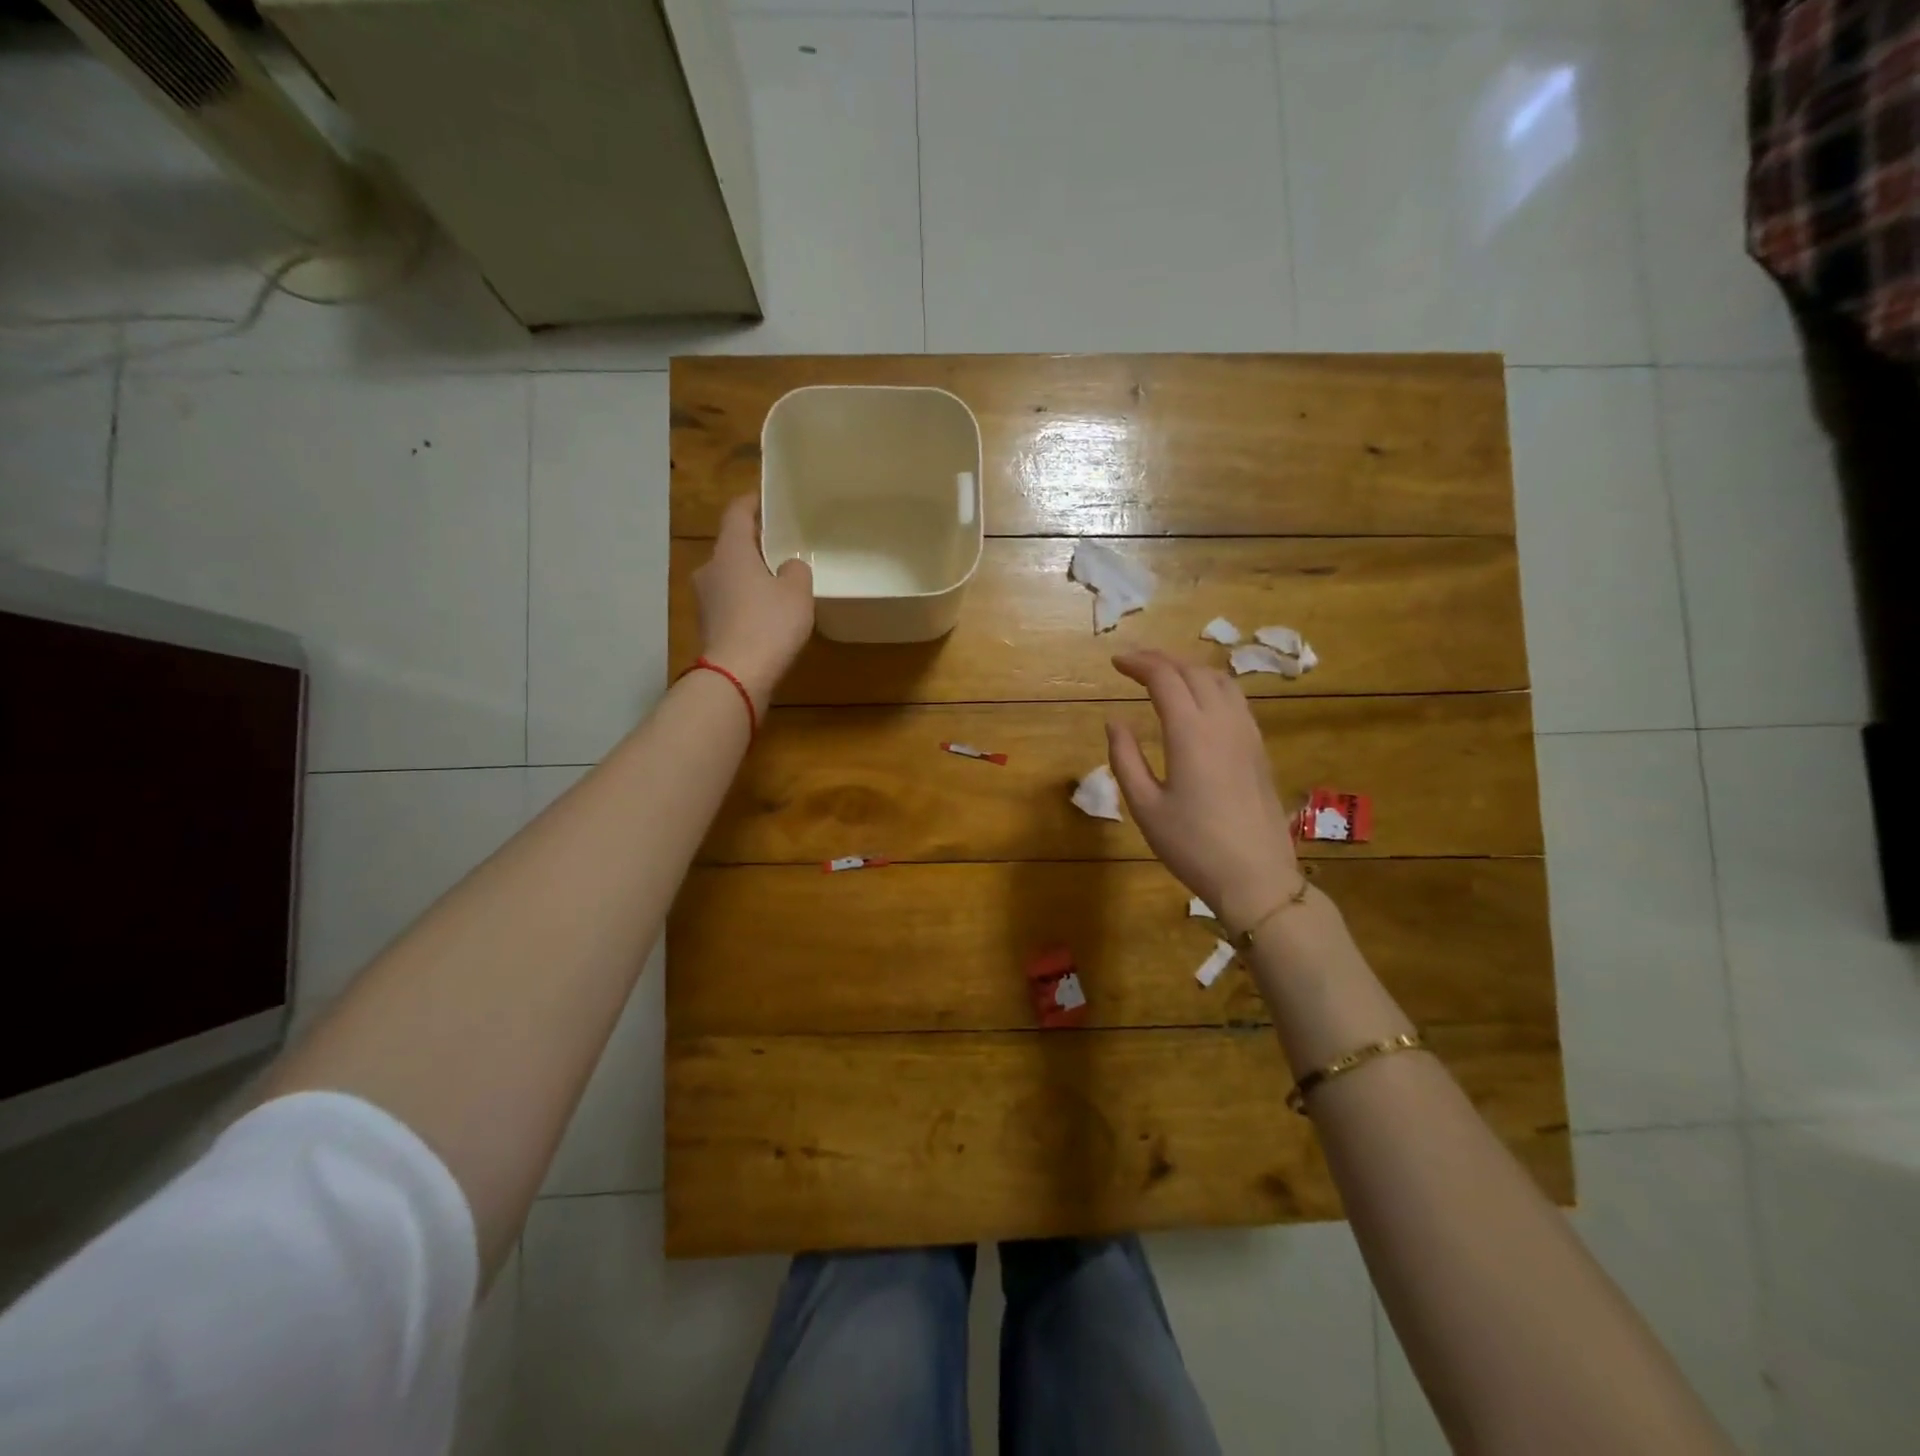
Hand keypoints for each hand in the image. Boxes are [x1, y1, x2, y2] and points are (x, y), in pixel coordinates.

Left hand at [693, 495, 813, 710]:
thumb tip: (788, 567)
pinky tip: (765, 616)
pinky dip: (745, 603)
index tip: (767, 499)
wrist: (735, 675)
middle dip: (754, 545)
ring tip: (777, 585)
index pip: (737, 512)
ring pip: (729, 577)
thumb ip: (797, 570)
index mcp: (730, 551)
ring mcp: (704, 599)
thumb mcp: (797, 592)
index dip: (752, 502)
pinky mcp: (707, 626)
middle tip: (781, 548)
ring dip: (750, 576)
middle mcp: (710, 569)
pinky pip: (729, 603)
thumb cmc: (769, 624)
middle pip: (732, 546)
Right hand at [1106, 649, 1302, 932]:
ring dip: (1189, 668)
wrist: (1256, 878)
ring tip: (1165, 675)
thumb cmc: (1192, 846)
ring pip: (1220, 680)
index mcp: (1191, 733)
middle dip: (1162, 659)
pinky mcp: (1259, 748)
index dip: (1138, 663)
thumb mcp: (1145, 807)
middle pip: (1194, 671)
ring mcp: (1247, 733)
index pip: (1164, 678)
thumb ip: (1125, 759)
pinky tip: (1199, 701)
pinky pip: (1236, 699)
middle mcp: (1222, 722)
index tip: (1115, 661)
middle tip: (1134, 663)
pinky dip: (1211, 685)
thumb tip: (1115, 722)